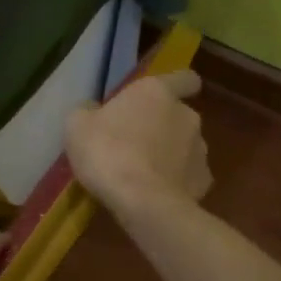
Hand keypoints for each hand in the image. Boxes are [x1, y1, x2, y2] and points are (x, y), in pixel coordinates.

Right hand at [65, 70, 211, 219]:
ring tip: (145, 175)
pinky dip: (176, 183)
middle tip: (135, 145)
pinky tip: (157, 195)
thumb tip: (92, 111)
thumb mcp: (77, 125)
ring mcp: (200, 150)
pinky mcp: (203, 182)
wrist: (141, 202)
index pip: (184, 78)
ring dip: (170, 156)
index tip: (161, 98)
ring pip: (186, 147)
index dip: (176, 85)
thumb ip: (88, 112)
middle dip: (162, 127)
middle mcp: (186, 115)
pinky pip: (189, 178)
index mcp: (158, 93)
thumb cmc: (107, 152)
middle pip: (179, 116)